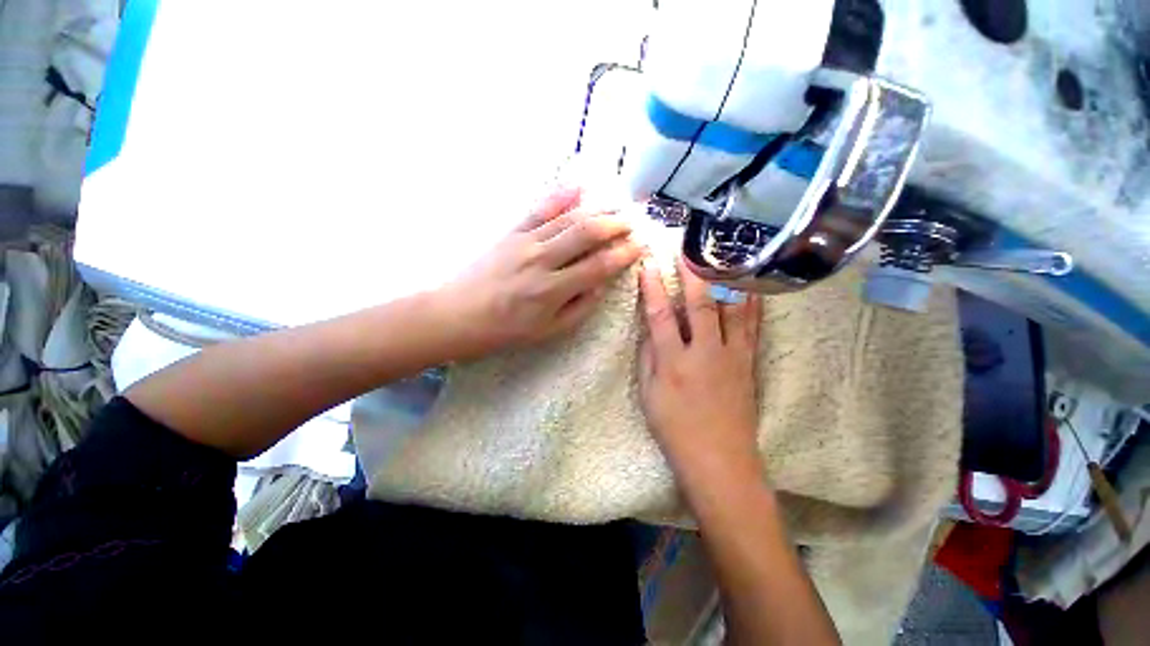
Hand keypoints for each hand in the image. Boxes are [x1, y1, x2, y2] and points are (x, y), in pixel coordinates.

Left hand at [437, 187, 642, 358]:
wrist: (457, 315)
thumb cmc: (505, 330)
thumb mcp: (548, 331)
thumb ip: (580, 308)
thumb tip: (601, 284)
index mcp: (552, 290)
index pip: (599, 266)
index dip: (623, 254)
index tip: (640, 246)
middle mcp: (542, 260)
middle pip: (586, 233)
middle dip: (615, 225)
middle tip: (633, 221)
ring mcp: (525, 242)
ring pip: (567, 218)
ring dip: (596, 209)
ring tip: (616, 205)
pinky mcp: (510, 232)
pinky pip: (538, 209)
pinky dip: (560, 196)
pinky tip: (577, 186)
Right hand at [637, 257, 762, 482]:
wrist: (720, 460)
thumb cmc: (675, 429)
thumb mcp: (648, 396)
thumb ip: (648, 358)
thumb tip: (650, 328)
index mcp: (673, 363)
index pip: (660, 317)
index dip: (652, 289)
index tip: (648, 266)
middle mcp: (704, 353)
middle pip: (700, 305)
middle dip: (692, 274)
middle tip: (687, 250)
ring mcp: (732, 356)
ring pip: (732, 310)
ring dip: (725, 281)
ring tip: (722, 256)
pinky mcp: (748, 362)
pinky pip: (752, 326)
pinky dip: (751, 302)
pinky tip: (751, 285)